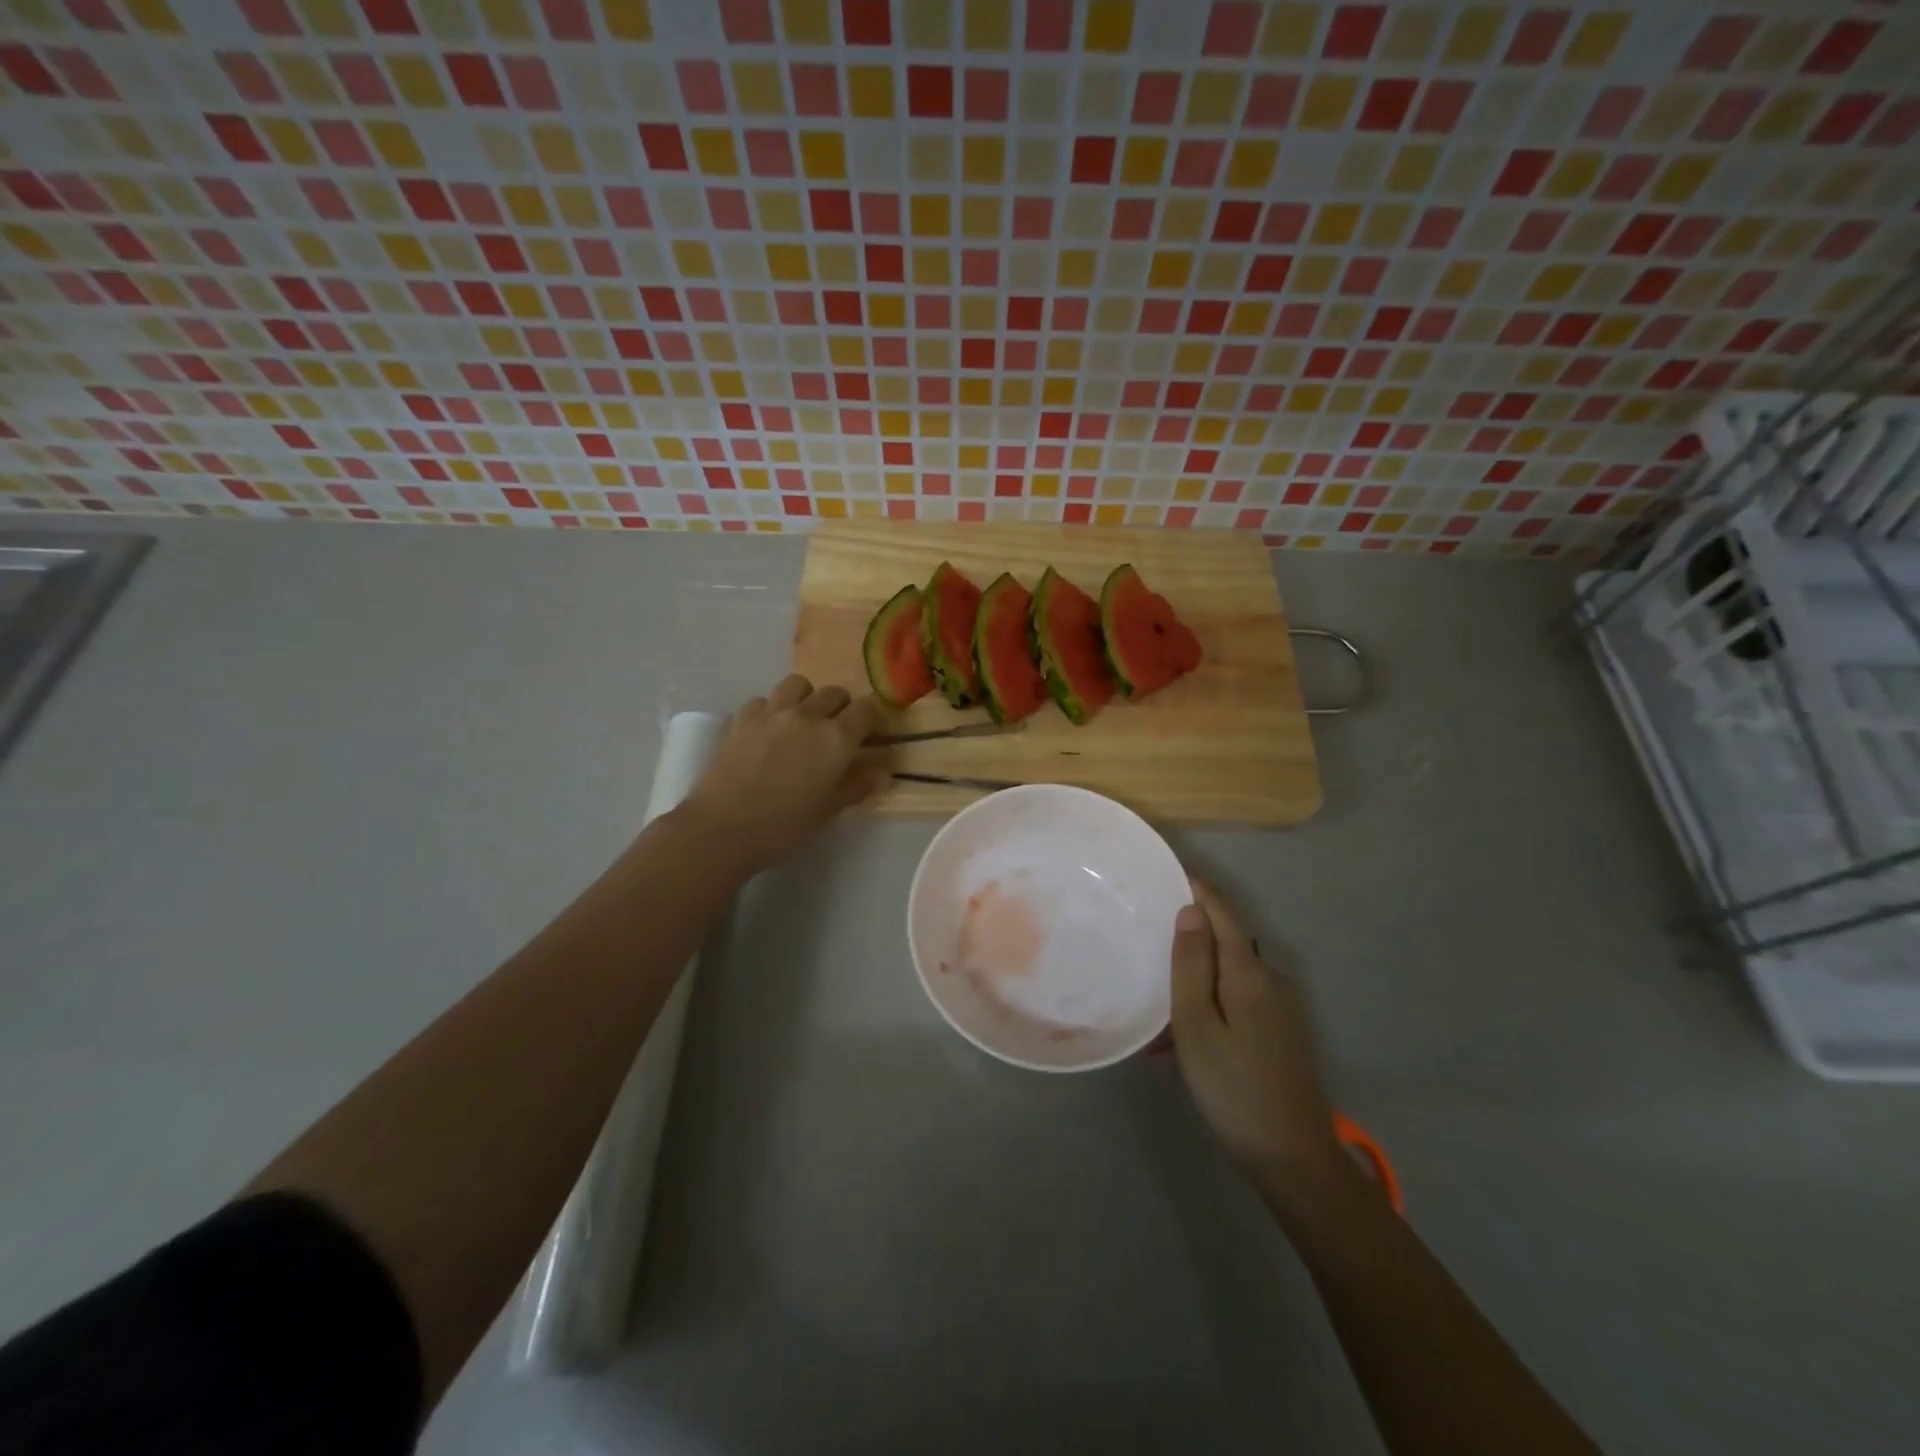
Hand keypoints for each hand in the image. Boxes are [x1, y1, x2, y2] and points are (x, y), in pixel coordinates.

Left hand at [680, 675, 889, 873]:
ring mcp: (772, 712)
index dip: (873, 721)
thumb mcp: (829, 809)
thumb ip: (858, 785)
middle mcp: (808, 715)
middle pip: (835, 693)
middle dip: (843, 708)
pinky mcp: (743, 718)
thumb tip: (883, 772)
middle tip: (838, 733)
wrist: (723, 828)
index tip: (872, 737)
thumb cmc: (784, 826)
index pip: (867, 710)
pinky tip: (769, 730)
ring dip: (808, 698)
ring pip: (799, 685)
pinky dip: (772, 709)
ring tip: (803, 721)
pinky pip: (764, 699)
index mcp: (836, 738)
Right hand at [1170, 880, 1347, 1206]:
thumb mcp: (1197, 1024)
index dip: (1198, 888)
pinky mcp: (1279, 1031)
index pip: (1221, 913)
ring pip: (1228, 974)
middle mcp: (1270, 979)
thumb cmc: (1233, 1086)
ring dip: (1194, 975)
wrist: (1293, 1156)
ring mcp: (1279, 1007)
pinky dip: (1206, 1003)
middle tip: (1148, 927)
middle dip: (1190, 931)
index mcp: (1249, 972)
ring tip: (1154, 993)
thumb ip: (1192, 965)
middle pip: (1226, 940)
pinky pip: (1235, 999)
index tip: (1168, 868)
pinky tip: (1178, 1035)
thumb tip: (1192, 910)